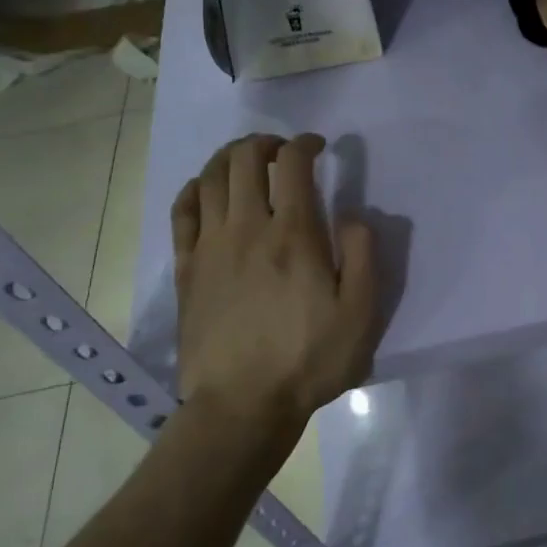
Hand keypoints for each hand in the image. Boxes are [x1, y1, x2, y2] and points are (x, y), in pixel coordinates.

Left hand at [171, 134, 377, 468]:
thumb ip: (364, 256)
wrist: (242, 404)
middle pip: (244, 160)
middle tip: (282, 150)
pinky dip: (194, 189)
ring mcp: (210, 247)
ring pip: (209, 178)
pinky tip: (204, 190)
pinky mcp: (186, 269)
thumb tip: (353, 215)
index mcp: (293, 234)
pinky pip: (182, 212)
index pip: (292, 165)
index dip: (305, 144)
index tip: (318, 147)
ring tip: (246, 160)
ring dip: (229, 157)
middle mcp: (246, 228)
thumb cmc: (309, 360)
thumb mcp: (360, 314)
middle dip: (264, 142)